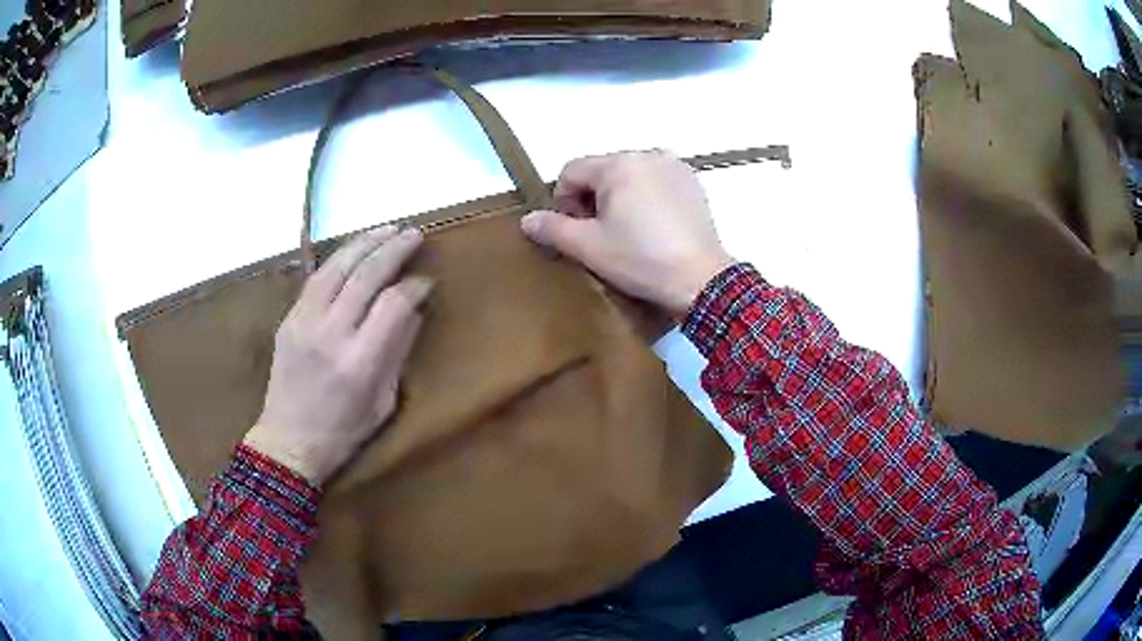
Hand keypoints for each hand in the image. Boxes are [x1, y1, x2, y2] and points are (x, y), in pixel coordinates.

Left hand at [244, 227, 432, 484]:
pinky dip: (339, 259)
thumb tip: (415, 310)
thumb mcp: (383, 402)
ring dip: (365, 243)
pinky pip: (316, 279)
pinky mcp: (289, 320)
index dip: (414, 286)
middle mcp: (331, 334)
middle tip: (413, 234)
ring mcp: (304, 323)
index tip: (427, 280)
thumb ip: (398, 352)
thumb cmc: (343, 432)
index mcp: (360, 362)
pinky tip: (354, 249)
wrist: (287, 442)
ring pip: (337, 268)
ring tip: (387, 228)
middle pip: (365, 276)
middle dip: (393, 250)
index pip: (393, 304)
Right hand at [520, 150, 733, 317]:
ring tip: (628, 232)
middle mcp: (647, 154)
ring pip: (630, 176)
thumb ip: (553, 229)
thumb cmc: (640, 260)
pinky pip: (656, 182)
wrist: (701, 280)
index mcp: (618, 164)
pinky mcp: (693, 182)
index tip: (573, 230)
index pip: (572, 171)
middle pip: (602, 171)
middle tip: (600, 234)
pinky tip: (654, 227)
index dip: (563, 200)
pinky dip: (646, 197)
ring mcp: (675, 166)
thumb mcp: (589, 247)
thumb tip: (527, 220)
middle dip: (592, 199)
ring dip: (619, 198)